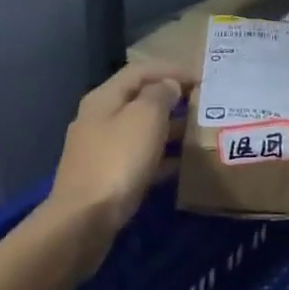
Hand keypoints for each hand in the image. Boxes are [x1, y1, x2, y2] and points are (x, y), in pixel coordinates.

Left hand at [49, 62, 191, 234]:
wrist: (84, 220)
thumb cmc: (118, 161)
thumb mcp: (145, 118)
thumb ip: (160, 95)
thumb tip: (168, 86)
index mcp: (104, 98)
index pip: (140, 71)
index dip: (171, 69)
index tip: (202, 78)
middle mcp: (99, 119)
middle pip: (139, 99)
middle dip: (172, 98)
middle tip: (204, 104)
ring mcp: (101, 150)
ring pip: (141, 130)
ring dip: (169, 128)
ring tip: (199, 132)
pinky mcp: (107, 178)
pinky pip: (140, 158)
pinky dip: (162, 156)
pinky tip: (183, 165)